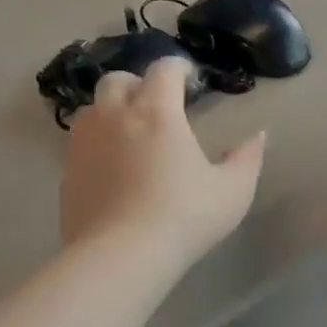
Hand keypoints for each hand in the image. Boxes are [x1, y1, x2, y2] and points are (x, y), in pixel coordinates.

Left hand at [61, 58, 265, 267]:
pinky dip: (96, 145)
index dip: (178, 67)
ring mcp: (84, 144)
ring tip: (129, 134)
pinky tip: (111, 170)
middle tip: (155, 105)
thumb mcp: (231, 192)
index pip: (163, 69)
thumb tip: (259, 136)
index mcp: (156, 112)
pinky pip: (80, 145)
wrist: (118, 258)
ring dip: (110, 112)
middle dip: (138, 84)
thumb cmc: (182, 218)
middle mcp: (115, 117)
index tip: (189, 78)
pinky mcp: (67, 173)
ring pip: (92, 110)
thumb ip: (247, 159)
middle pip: (117, 80)